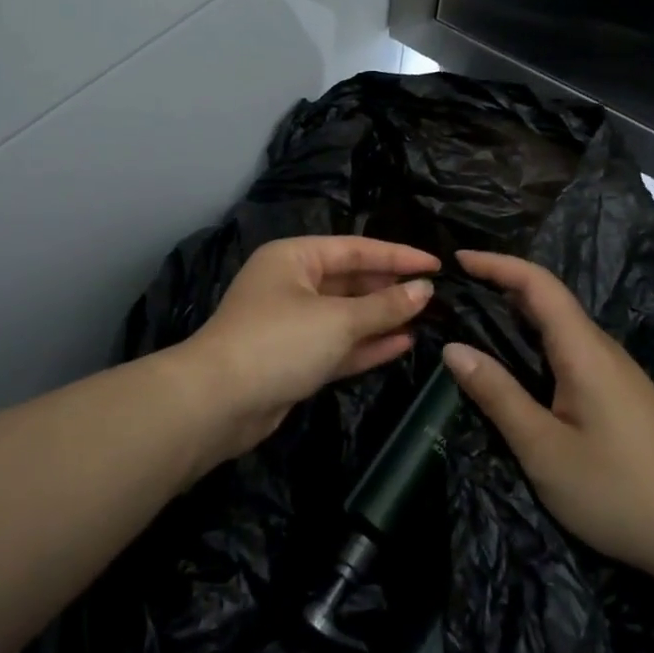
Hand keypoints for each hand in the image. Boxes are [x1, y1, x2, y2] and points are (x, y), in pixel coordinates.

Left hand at [185, 235, 438, 460]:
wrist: (217, 403)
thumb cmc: (279, 342)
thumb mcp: (337, 320)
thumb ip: (384, 305)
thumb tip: (424, 289)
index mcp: (295, 257)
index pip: (356, 249)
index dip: (398, 256)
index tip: (436, 264)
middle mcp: (292, 284)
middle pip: (351, 280)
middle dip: (390, 288)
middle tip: (435, 295)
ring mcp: (292, 323)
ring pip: (346, 315)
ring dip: (383, 318)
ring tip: (427, 318)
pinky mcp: (294, 359)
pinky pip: (338, 344)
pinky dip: (367, 344)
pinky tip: (404, 343)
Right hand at [441, 250, 653, 589]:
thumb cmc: (619, 491)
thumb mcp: (544, 449)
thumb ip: (497, 395)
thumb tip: (453, 348)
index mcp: (583, 349)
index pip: (537, 283)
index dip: (496, 263)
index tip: (456, 258)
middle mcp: (601, 348)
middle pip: (548, 298)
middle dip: (500, 284)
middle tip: (453, 294)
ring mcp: (615, 371)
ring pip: (559, 326)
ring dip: (517, 314)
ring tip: (473, 323)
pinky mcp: (620, 394)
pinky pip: (570, 350)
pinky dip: (534, 342)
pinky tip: (517, 368)